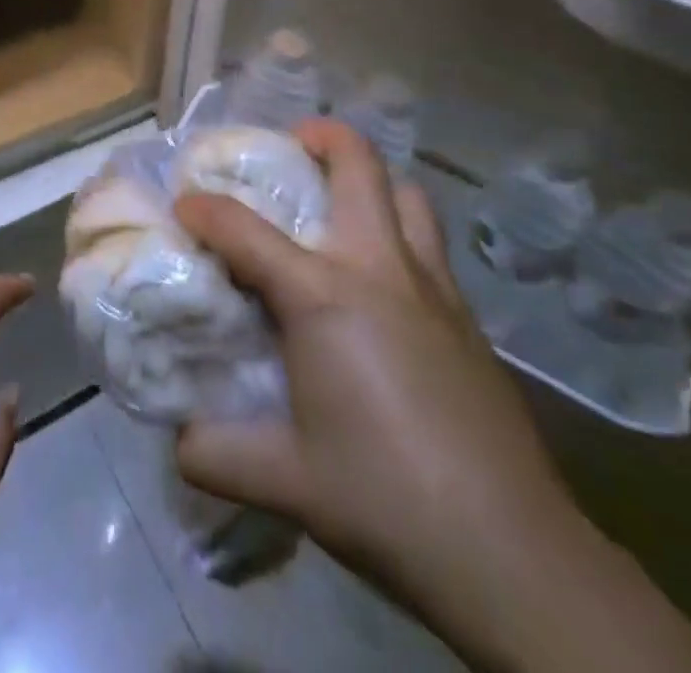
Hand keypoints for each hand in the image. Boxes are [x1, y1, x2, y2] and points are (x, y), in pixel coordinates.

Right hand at [174, 121, 690, 672]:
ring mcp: (433, 288)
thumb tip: (179, 441)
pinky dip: (400, 234)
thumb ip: (216, 453)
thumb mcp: (285, 481)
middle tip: (290, 148)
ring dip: (372, 182)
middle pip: (358, 166)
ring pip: (407, 195)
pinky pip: (430, 246)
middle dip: (319, 137)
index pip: (244, 230)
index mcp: (323, 295)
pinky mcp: (468, 318)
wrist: (510, 553)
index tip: (182, 205)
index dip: (204, 209)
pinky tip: (382, 287)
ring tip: (340, 205)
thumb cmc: (383, 498)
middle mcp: (379, 269)